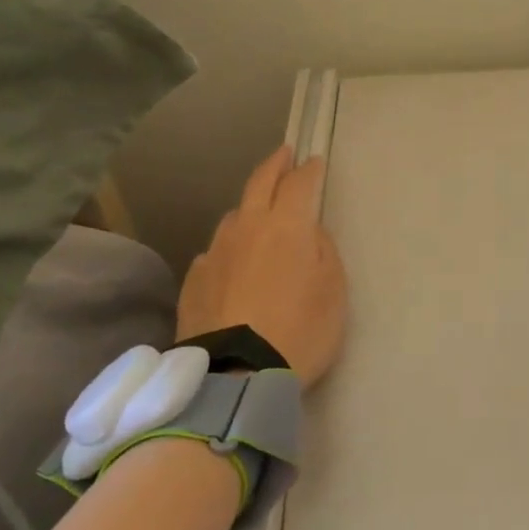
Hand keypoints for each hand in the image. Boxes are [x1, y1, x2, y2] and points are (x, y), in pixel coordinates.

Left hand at [178, 146, 347, 388]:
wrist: (237, 375)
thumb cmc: (300, 329)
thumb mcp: (333, 290)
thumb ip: (323, 250)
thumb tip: (307, 231)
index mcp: (287, 226)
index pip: (299, 184)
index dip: (309, 170)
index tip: (314, 161)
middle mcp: (248, 228)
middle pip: (260, 183)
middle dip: (275, 165)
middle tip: (284, 154)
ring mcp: (216, 252)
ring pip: (234, 216)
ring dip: (250, 207)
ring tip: (258, 213)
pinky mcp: (194, 279)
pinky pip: (215, 251)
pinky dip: (229, 247)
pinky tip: (233, 262)